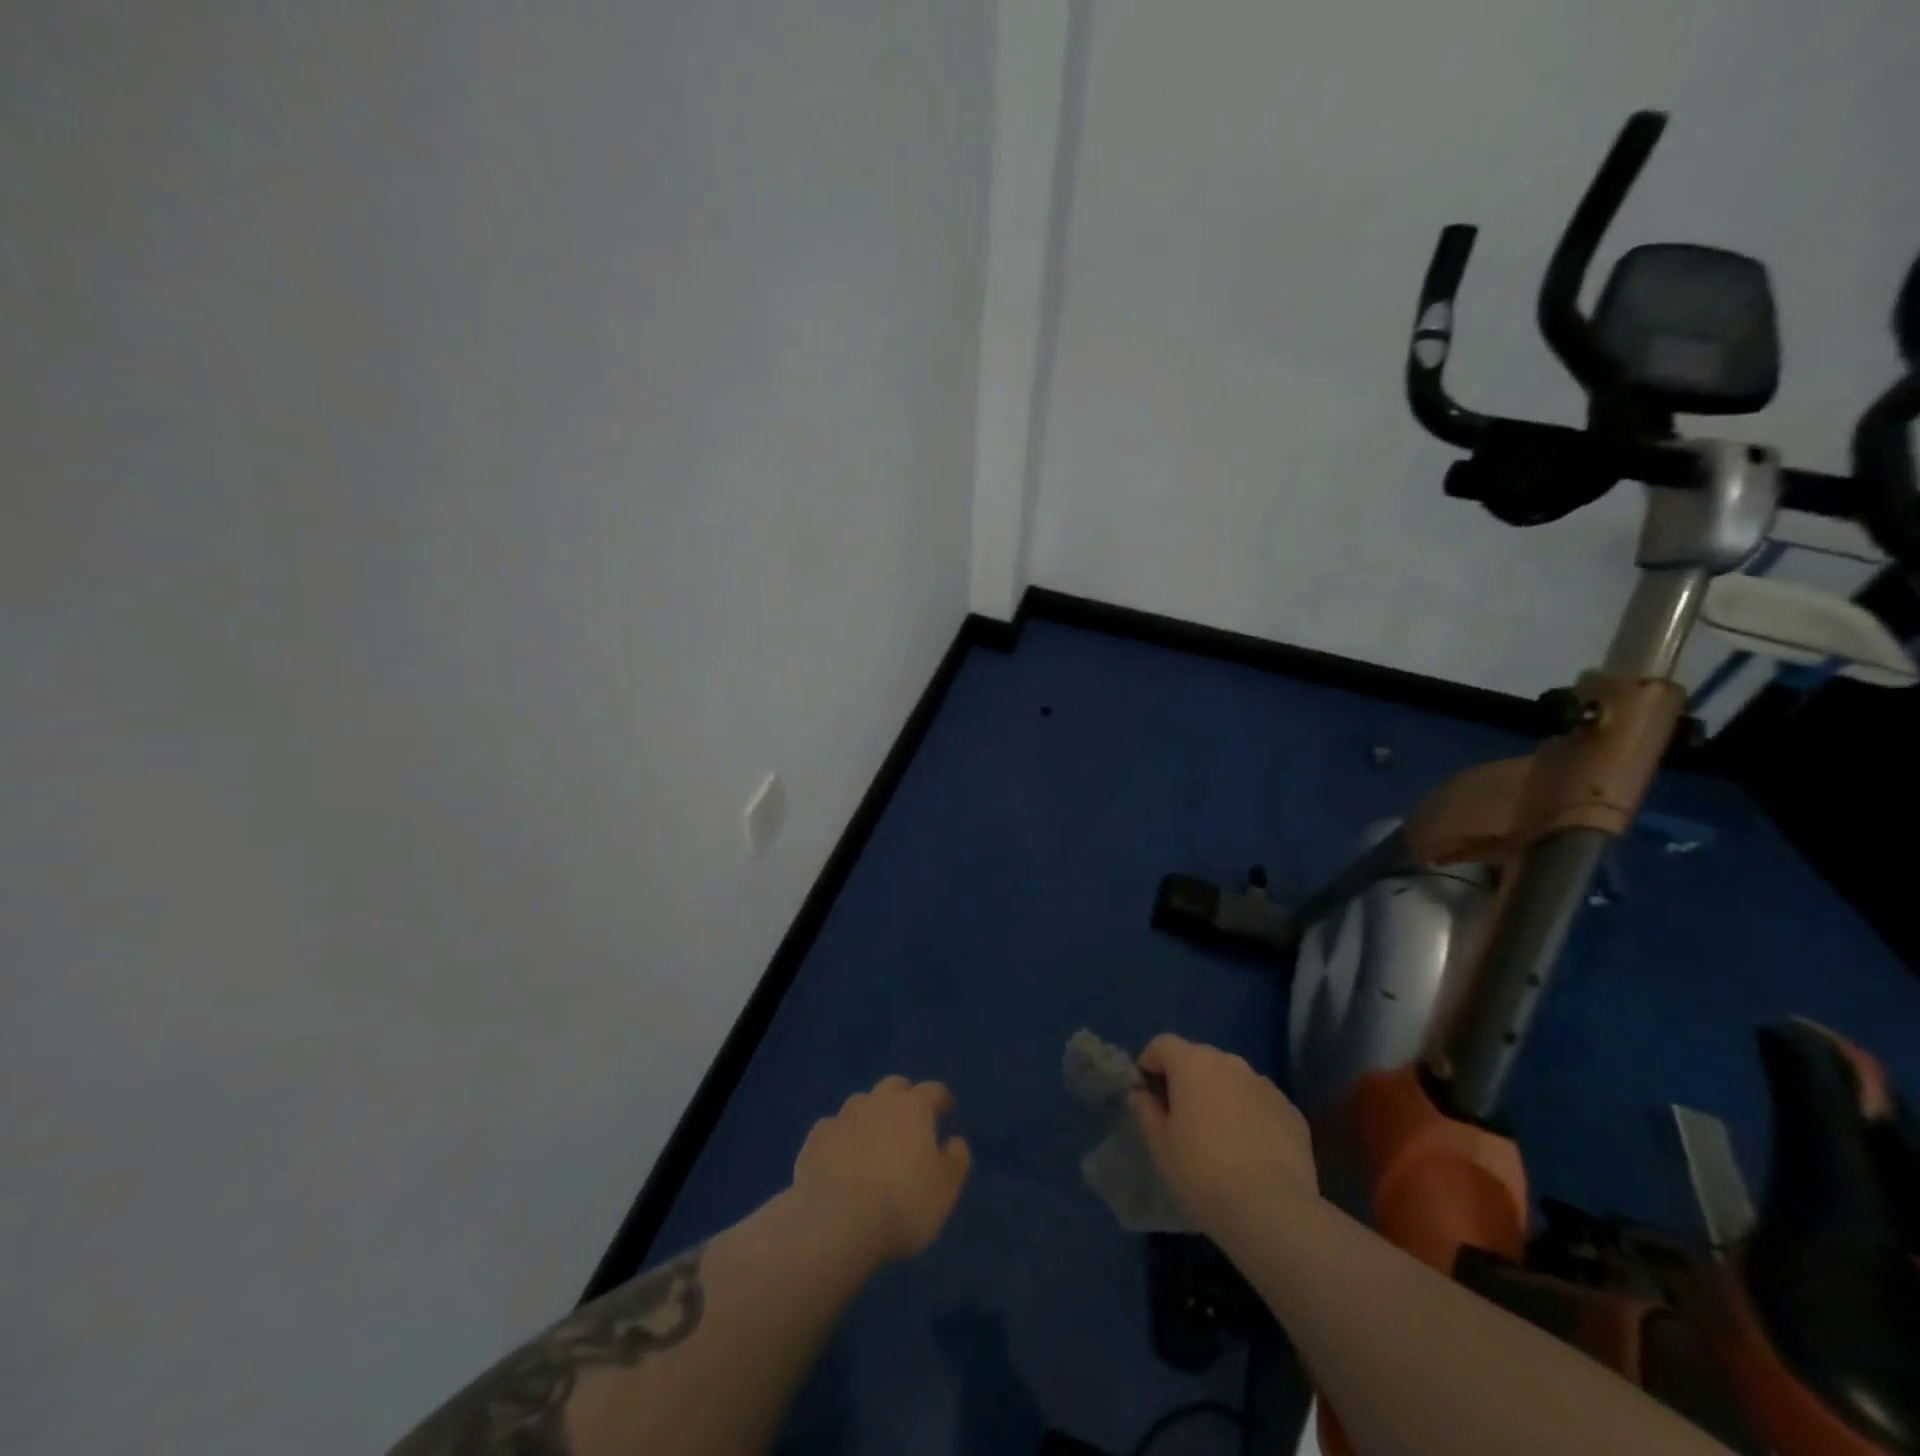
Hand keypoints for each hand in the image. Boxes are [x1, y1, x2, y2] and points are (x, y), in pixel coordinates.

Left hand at [792, 1076, 972, 1261]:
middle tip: (907, 1123)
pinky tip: (840, 1160)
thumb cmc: (902, 1203)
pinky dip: (840, 1138)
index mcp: (914, 1107)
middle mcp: (878, 1101)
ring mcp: (844, 1116)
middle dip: (903, 1098)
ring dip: (869, 1116)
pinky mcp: (816, 1138)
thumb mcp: (945, 1189)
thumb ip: (956, 1160)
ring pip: (861, 1104)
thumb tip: (955, 1141)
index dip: (941, 1100)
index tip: (945, 1111)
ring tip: (872, 1143)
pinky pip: (833, 1129)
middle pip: (894, 1086)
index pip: (933, 1090)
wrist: (836, 1220)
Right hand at [1129, 1034, 1318, 1239]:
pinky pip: (1260, 1104)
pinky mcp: (1291, 1112)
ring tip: (1219, 1138)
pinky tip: (1250, 1152)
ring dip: (1220, 1097)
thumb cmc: (1202, 1172)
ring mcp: (1265, 1085)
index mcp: (1193, 1063)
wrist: (1271, 1210)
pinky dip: (1250, 1116)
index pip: (1162, 1045)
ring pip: (1232, 1081)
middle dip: (1186, 1080)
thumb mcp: (1160, 1144)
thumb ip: (1146, 1110)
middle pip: (1199, 1059)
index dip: (1150, 1064)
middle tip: (1181, 1118)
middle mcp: (1230, 1063)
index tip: (1147, 1094)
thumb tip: (1141, 1094)